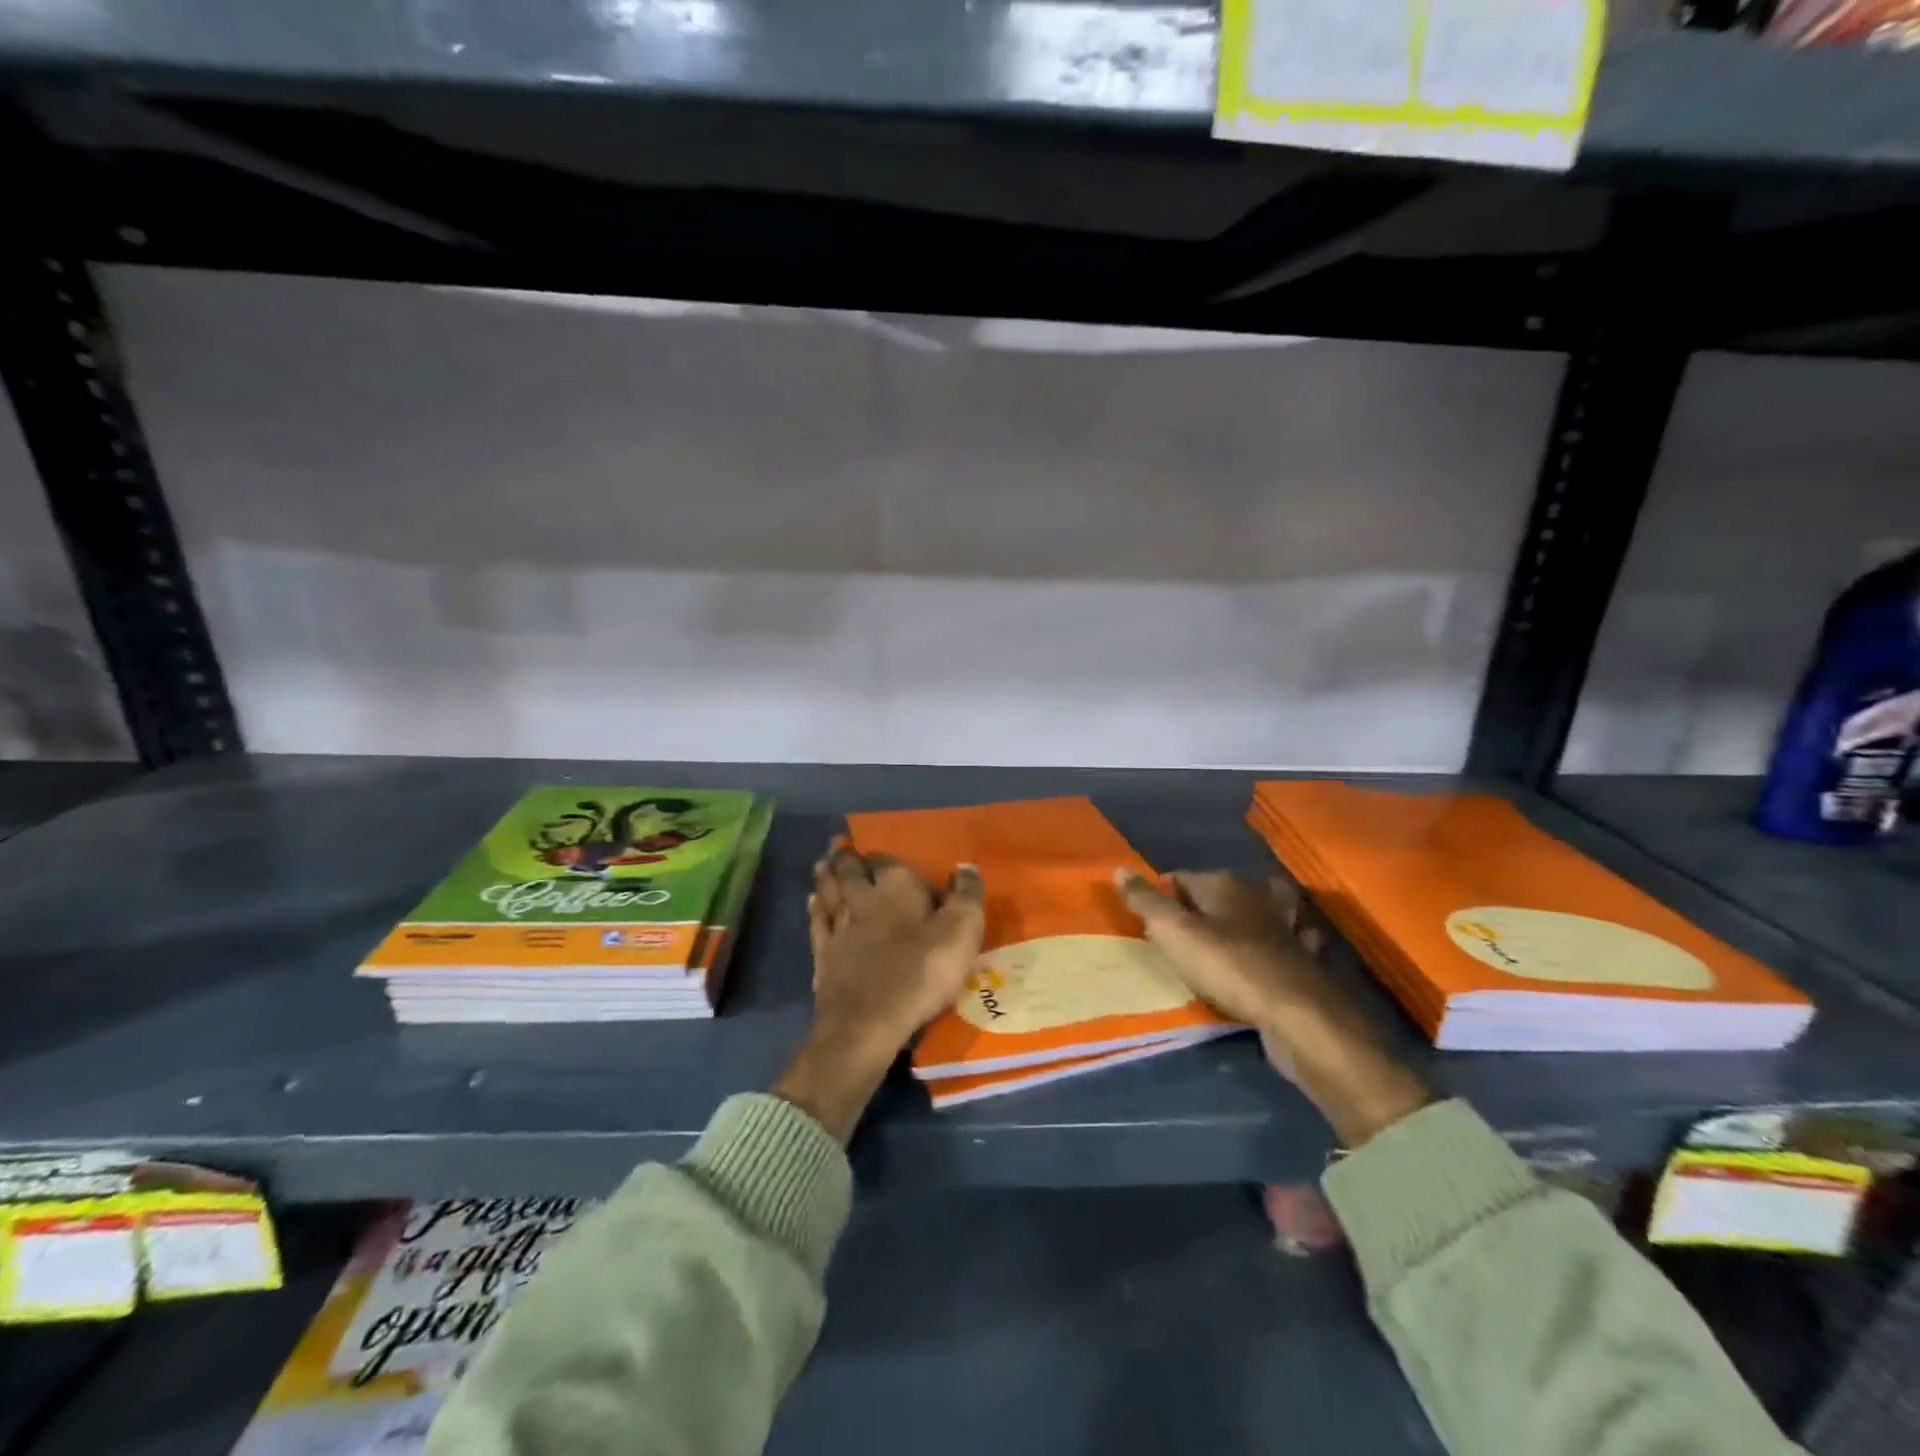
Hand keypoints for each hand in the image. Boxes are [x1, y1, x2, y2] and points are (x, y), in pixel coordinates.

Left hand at [772, 844, 984, 1141]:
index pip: (888, 859)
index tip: (883, 850)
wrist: (867, 1021)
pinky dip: (815, 907)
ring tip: (823, 863)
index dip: (885, 855)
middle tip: (839, 844)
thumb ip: (966, 896)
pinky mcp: (822, 953)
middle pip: (851, 869)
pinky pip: (817, 920)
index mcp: (897, 886)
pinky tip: (812, 901)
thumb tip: (966, 866)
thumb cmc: (920, 972)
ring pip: (829, 890)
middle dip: (846, 856)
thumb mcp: (960, 933)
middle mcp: (863, 897)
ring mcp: (838, 925)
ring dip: (826, 875)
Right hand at [1116, 869, 1428, 1147]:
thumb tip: (1119, 869)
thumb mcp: (1173, 932)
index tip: (1148, 918)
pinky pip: (1285, 944)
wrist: (1296, 1015)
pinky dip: (1280, 945)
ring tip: (1231, 931)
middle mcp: (1257, 897)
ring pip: (1261, 911)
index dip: (1162, 894)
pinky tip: (1275, 955)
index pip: (1182, 878)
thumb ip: (1146, 901)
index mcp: (1224, 884)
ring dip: (1249, 917)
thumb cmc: (1227, 967)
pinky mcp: (1303, 960)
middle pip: (1222, 891)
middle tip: (1181, 929)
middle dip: (1205, 903)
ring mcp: (1285, 927)